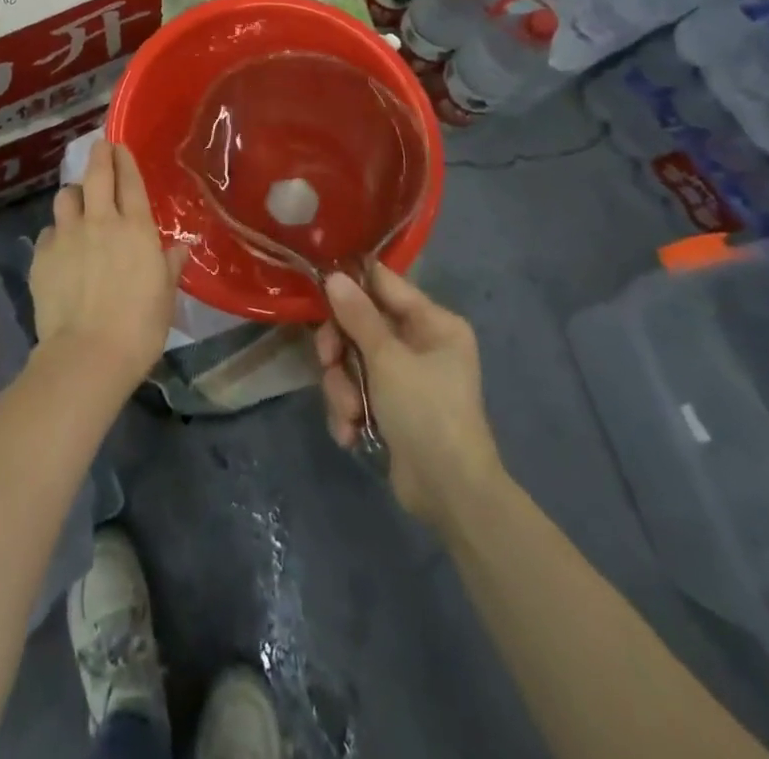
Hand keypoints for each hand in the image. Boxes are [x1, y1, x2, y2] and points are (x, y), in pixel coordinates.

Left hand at [30, 141, 187, 395]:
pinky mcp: (42, 255)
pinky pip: (49, 232)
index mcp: (136, 228)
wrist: (88, 353)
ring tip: (78, 204)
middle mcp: (100, 221)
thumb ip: (169, 266)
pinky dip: (56, 233)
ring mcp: (67, 236)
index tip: (119, 146)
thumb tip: (179, 249)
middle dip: (99, 155)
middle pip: (96, 175)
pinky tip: (61, 248)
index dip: (124, 160)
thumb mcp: (165, 296)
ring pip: (66, 197)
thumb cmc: (139, 327)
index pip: (130, 181)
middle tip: (100, 148)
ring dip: (74, 195)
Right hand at [315, 267, 502, 524]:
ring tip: (349, 413)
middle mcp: (420, 344)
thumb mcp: (387, 359)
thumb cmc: (426, 411)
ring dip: (342, 387)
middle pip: (360, 325)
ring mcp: (404, 377)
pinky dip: (348, 410)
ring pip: (352, 361)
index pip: (384, 284)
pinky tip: (351, 433)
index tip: (318, 290)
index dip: (351, 285)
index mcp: (433, 323)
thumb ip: (358, 315)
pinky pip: (355, 392)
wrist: (450, 493)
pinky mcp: (390, 407)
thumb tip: (334, 275)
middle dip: (340, 350)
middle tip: (328, 362)